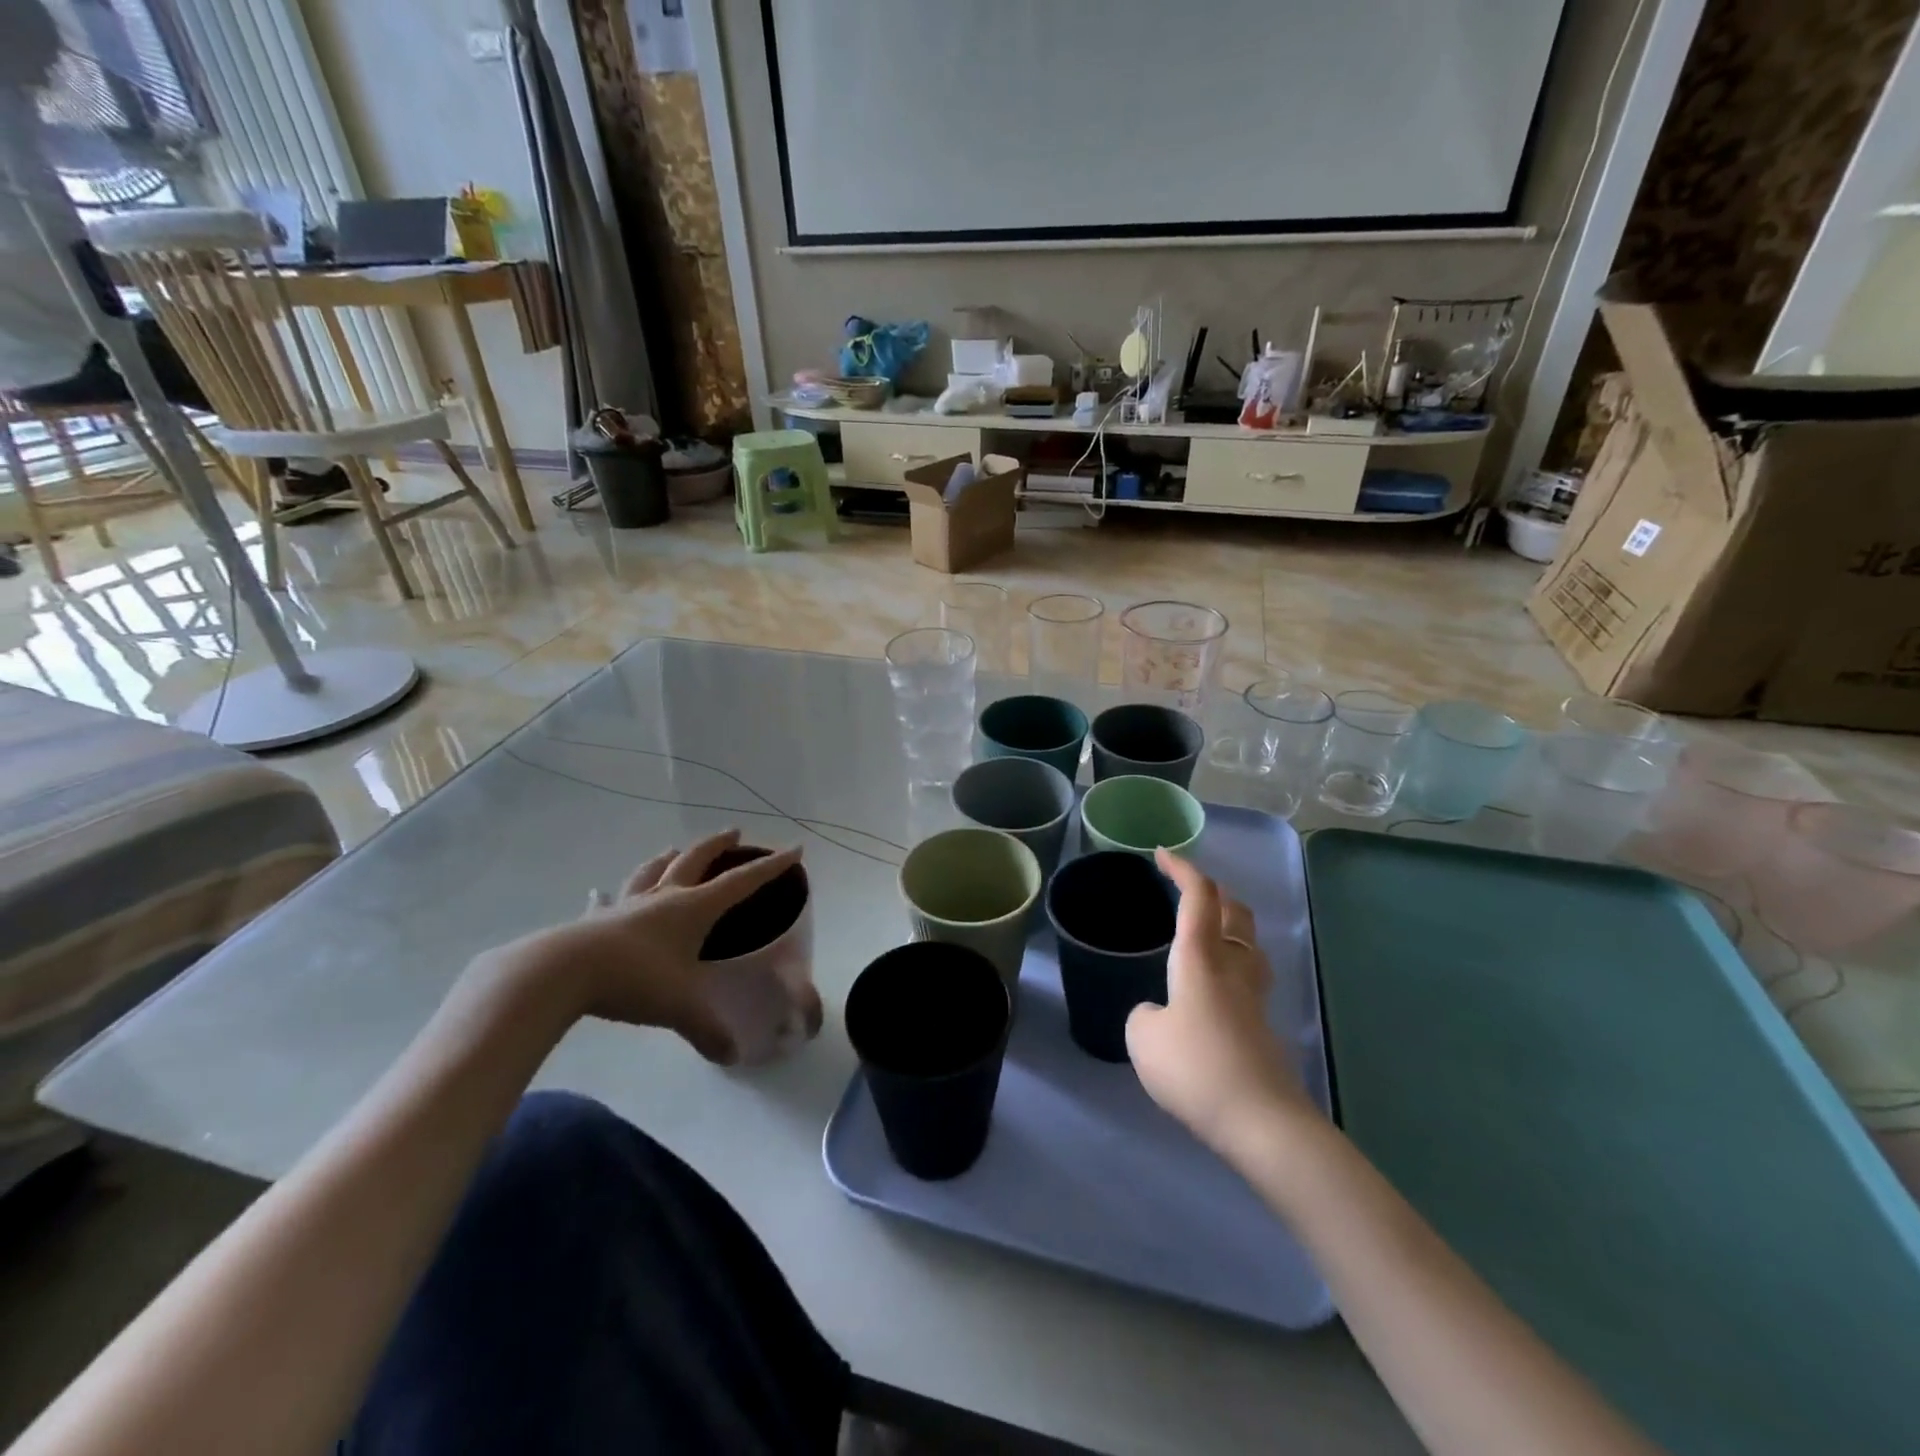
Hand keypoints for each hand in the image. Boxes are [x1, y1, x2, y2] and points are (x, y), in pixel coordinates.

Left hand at [489, 830, 804, 1064]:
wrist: (562, 973)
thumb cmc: (634, 979)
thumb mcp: (679, 1007)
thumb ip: (708, 1030)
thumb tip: (732, 1056)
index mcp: (693, 908)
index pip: (742, 882)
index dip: (770, 866)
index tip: (794, 848)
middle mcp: (664, 897)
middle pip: (696, 859)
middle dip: (719, 845)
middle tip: (734, 833)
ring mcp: (627, 905)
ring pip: (653, 870)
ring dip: (669, 857)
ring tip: (675, 849)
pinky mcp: (596, 920)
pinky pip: (606, 901)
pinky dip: (609, 896)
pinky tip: (599, 893)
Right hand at [1126, 849, 1316, 1156]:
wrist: (1261, 1122)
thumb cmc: (1195, 1067)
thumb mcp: (1143, 1038)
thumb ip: (1145, 1016)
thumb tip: (1160, 1015)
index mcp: (1200, 957)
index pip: (1198, 896)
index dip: (1182, 868)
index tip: (1162, 854)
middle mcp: (1232, 966)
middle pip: (1235, 911)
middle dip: (1213, 891)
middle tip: (1188, 891)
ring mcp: (1253, 996)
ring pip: (1249, 942)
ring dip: (1230, 926)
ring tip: (1206, 933)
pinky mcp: (1262, 1026)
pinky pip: (1248, 977)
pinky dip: (1231, 965)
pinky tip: (1212, 990)